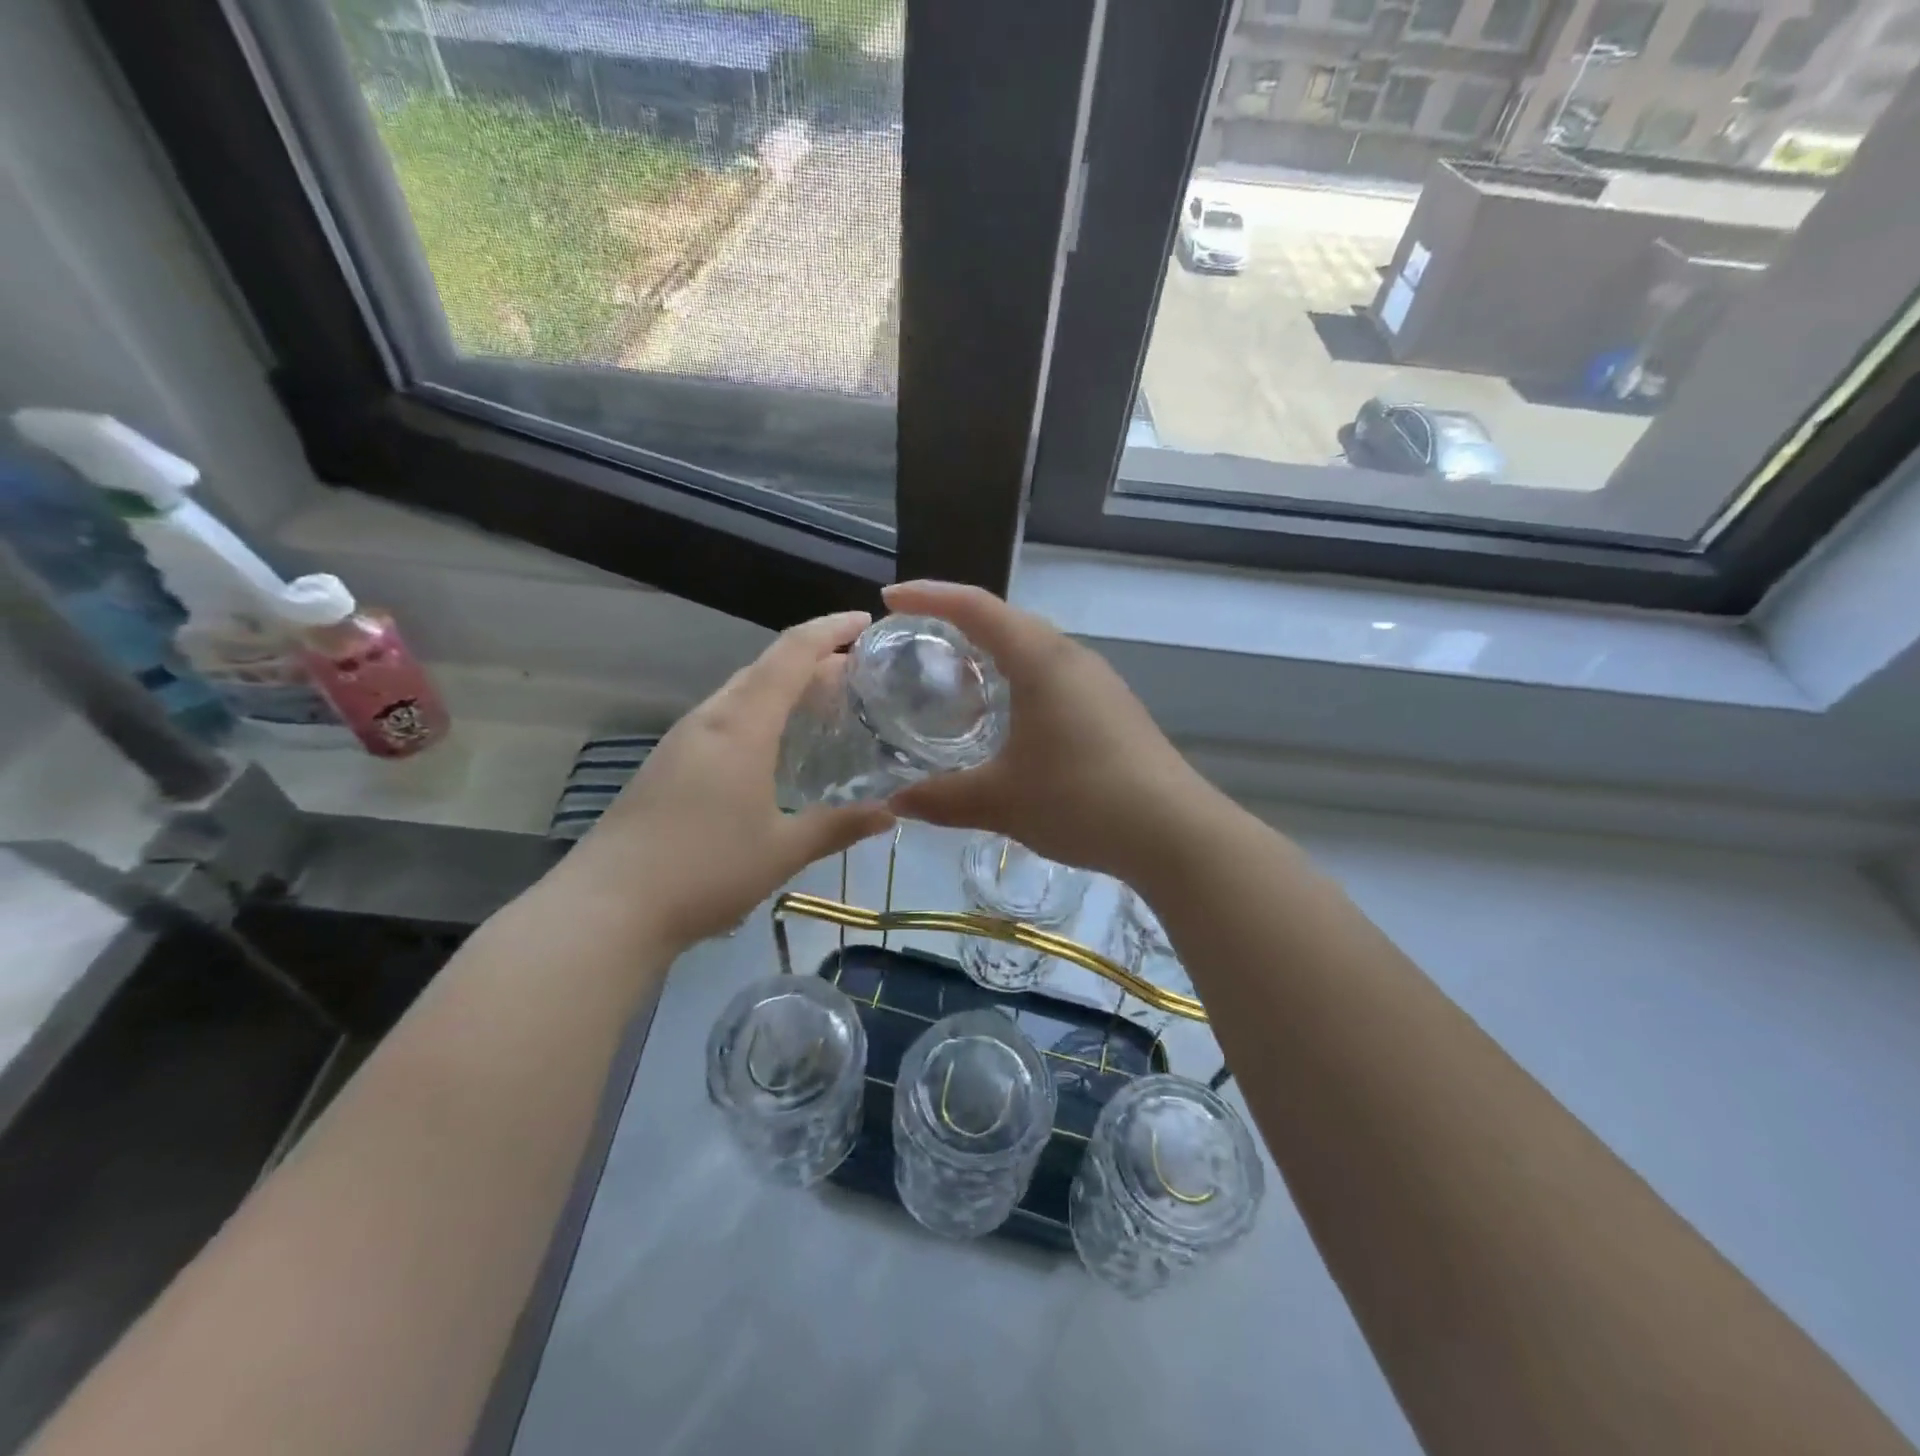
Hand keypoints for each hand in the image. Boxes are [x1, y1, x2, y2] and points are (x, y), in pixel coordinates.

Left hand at [569, 612, 894, 949]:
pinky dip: (760, 714)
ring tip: (824, 704)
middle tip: (857, 673)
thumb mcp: (783, 850)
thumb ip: (839, 825)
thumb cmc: (704, 871)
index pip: (791, 654)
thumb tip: (892, 812)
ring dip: (784, 687)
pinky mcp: (668, 763)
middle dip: (813, 659)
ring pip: (742, 693)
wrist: (608, 907)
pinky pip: (725, 719)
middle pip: (765, 667)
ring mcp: (683, 740)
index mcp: (741, 725)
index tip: (866, 622)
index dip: (830, 631)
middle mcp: (710, 719)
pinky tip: (775, 747)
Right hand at [882, 581, 1218, 882]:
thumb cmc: (1080, 801)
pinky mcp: (1113, 707)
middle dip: (957, 621)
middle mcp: (1072, 657)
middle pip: (1007, 620)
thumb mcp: (999, 801)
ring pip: (1034, 648)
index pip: (976, 607)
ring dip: (992, 651)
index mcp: (1040, 659)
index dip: (929, 596)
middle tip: (916, 639)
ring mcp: (1098, 681)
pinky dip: (1019, 679)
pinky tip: (1007, 716)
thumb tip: (894, 803)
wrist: (1173, 832)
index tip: (890, 599)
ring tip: (955, 676)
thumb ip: (941, 798)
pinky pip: (1054, 675)